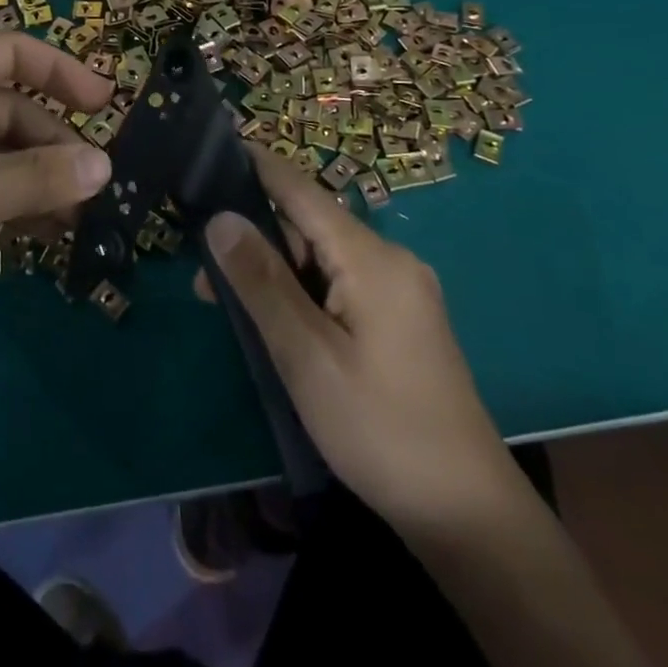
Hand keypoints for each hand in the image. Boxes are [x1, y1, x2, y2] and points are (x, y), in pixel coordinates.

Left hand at [0, 34, 114, 337]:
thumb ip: (40, 177)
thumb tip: (105, 166)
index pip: (15, 52)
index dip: (64, 72)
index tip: (106, 106)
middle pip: (8, 107)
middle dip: (52, 143)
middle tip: (92, 186)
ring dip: (32, 177)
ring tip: (72, 217)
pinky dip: (3, 198)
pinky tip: (34, 231)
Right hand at [200, 147, 516, 532]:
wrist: (466, 515)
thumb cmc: (379, 428)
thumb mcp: (306, 355)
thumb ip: (261, 282)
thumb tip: (219, 217)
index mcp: (372, 258)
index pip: (301, 190)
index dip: (255, 166)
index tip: (209, 151)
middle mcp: (388, 260)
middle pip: (307, 226)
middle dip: (254, 239)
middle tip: (202, 269)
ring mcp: (397, 290)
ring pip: (319, 259)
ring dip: (273, 272)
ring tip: (223, 301)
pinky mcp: (398, 319)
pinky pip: (337, 285)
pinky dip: (299, 293)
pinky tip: (269, 318)